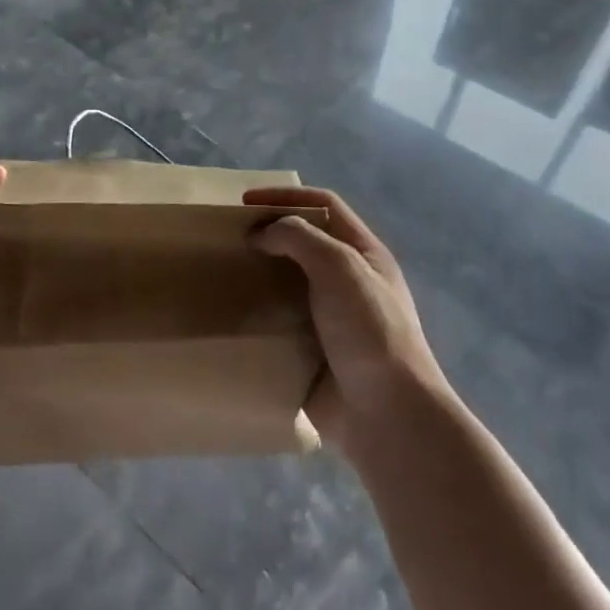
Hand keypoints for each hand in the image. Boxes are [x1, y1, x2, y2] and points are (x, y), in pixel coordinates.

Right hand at [244, 186, 444, 452]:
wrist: (386, 412)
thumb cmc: (369, 329)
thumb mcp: (340, 266)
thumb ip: (298, 238)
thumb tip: (261, 235)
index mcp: (364, 254)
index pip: (324, 206)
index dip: (286, 196)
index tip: (245, 203)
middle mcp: (348, 280)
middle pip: (303, 242)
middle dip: (268, 234)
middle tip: (229, 238)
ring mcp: (329, 318)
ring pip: (287, 282)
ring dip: (258, 274)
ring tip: (223, 273)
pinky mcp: (311, 351)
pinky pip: (278, 323)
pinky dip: (256, 315)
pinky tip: (232, 314)